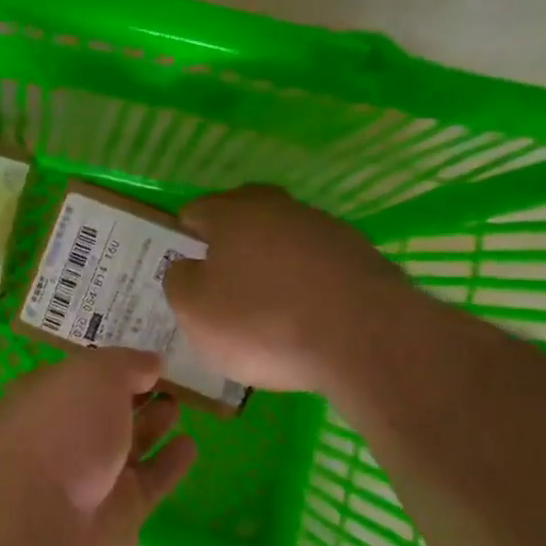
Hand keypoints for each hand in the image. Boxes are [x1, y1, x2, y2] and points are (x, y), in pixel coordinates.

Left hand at [0, 348, 195, 545]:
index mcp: (47, 396)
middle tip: (172, 378)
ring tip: (180, 404)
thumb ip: (126, 364)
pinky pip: (150, 480)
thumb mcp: (94, 375)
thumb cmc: (61, 431)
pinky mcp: (119, 513)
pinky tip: (190, 445)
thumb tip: (151, 363)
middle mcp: (66, 435)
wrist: (43, 524)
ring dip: (153, 424)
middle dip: (135, 393)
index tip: (149, 351)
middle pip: (106, 409)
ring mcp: (91, 476)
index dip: (114, 363)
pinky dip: (169, 463)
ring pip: (129, 444)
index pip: (83, 373)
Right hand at [163, 184, 400, 391]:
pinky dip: (306, 284)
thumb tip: (187, 267)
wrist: (366, 338)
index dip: (182, 238)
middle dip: (229, 243)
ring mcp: (325, 229)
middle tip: (220, 282)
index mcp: (232, 213)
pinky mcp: (361, 257)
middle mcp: (279, 208)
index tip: (182, 271)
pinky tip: (305, 317)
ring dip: (271, 263)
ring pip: (284, 239)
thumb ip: (179, 281)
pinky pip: (317, 265)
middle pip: (243, 216)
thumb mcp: (194, 310)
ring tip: (266, 306)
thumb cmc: (262, 321)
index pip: (195, 211)